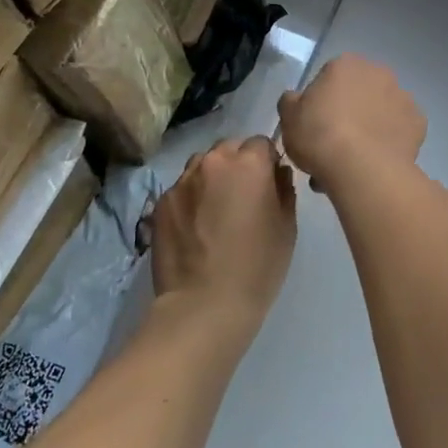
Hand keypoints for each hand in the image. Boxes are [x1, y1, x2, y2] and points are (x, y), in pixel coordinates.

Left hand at [151, 136, 296, 327]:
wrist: (204, 304)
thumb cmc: (257, 266)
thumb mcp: (286, 227)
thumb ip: (284, 189)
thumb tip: (277, 173)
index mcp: (248, 163)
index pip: (261, 143)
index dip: (267, 162)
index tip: (268, 185)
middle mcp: (212, 162)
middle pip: (229, 149)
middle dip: (238, 164)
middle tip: (243, 198)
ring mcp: (182, 181)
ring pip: (202, 166)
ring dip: (212, 178)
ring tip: (216, 211)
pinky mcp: (161, 203)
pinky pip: (182, 189)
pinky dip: (191, 199)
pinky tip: (196, 228)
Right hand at [277, 54, 425, 194]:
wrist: (362, 168)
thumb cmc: (319, 135)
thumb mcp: (288, 117)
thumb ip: (291, 102)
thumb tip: (297, 99)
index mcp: (345, 64)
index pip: (328, 78)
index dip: (319, 104)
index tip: (314, 127)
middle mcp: (378, 72)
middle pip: (358, 93)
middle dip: (348, 114)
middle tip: (333, 145)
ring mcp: (402, 96)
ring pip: (380, 111)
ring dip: (369, 127)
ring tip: (354, 161)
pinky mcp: (419, 122)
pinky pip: (399, 130)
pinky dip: (390, 141)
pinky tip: (376, 161)